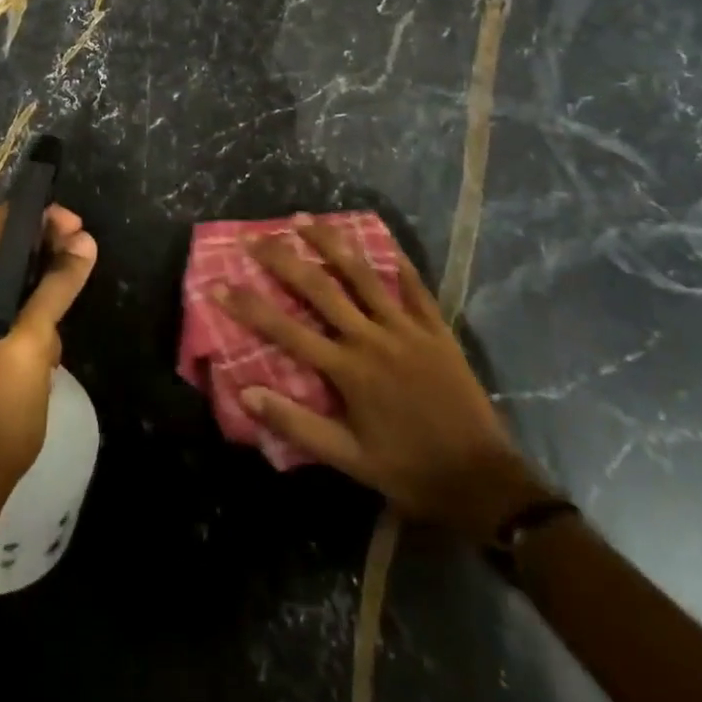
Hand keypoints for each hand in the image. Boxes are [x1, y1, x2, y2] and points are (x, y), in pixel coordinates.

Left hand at [0, 203, 97, 510]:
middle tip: (81, 262)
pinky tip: (44, 344)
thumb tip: (85, 241)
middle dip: (43, 255)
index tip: (78, 228)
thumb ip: (57, 286)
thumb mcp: (33, 343)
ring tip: (63, 316)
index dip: (40, 218)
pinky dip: (19, 314)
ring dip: (34, 291)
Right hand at [217, 218, 550, 541]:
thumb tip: (246, 392)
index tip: (219, 283)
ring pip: (362, 275)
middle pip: (319, 288)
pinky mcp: (436, 329)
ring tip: (304, 219)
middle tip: (255, 237)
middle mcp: (371, 339)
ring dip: (330, 243)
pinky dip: (396, 259)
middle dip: (282, 260)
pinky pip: (414, 285)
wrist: (482, 482)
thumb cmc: (409, 471)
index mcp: (347, 370)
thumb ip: (297, 423)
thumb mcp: (348, 458)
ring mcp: (406, 329)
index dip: (248, 306)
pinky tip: (381, 236)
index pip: (285, 330)